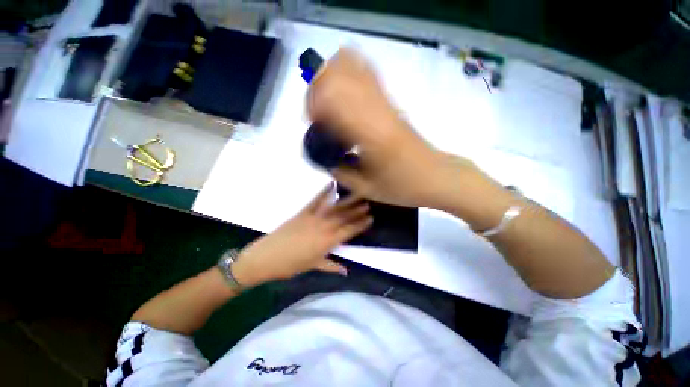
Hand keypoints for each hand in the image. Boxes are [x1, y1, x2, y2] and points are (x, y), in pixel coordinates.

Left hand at [231, 183, 372, 286]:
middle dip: (357, 210)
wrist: (266, 257)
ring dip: (347, 200)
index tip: (370, 218)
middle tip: (368, 203)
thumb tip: (346, 271)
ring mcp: (313, 217)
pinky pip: (316, 200)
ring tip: (357, 194)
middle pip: (344, 217)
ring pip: (334, 207)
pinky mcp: (303, 212)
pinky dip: (324, 191)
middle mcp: (324, 227)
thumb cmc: (291, 265)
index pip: (349, 231)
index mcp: (328, 242)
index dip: (360, 224)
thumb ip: (331, 266)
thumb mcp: (313, 266)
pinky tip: (331, 184)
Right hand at [307, 48, 467, 207]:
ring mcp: (385, 102)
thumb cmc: (402, 186)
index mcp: (369, 134)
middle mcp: (376, 110)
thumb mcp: (365, 189)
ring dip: (330, 79)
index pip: (331, 98)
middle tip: (317, 114)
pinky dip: (348, 74)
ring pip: (351, 65)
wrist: (436, 176)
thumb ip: (338, 171)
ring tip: (327, 104)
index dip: (314, 105)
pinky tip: (344, 95)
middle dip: (317, 89)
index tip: (313, 124)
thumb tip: (323, 157)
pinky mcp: (391, 102)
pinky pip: (367, 73)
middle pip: (336, 73)